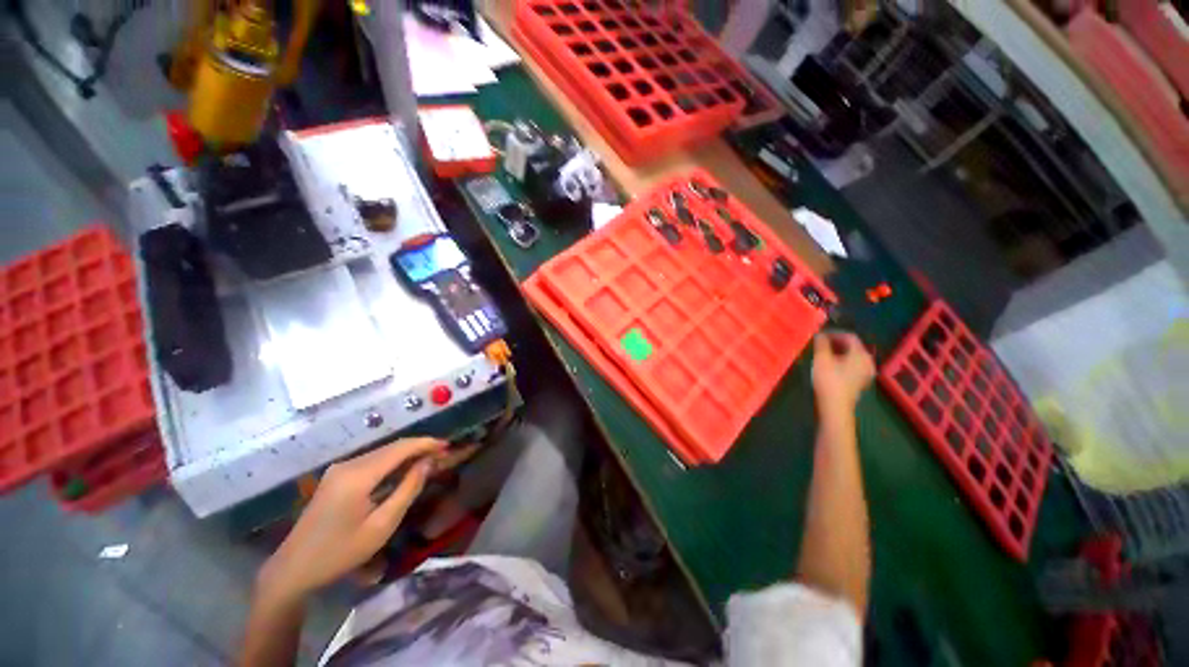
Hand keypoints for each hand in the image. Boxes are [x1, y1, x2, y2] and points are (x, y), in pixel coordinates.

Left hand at [258, 437, 447, 601]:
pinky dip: (393, 461)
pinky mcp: (337, 476)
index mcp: (358, 476)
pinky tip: (404, 469)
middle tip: (443, 454)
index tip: (448, 446)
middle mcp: (348, 465)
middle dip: (419, 447)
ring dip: (407, 453)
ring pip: (382, 452)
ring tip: (430, 460)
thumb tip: (428, 463)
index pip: (400, 448)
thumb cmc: (340, 553)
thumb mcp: (381, 526)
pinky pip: (372, 461)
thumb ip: (407, 490)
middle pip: (392, 447)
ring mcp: (339, 469)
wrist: (293, 569)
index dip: (426, 443)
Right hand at [811, 331, 874, 414]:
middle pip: (853, 346)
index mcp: (861, 354)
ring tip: (823, 354)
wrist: (835, 406)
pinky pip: (853, 366)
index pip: (850, 337)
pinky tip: (831, 366)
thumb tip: (820, 334)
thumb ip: (821, 343)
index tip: (820, 335)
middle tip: (821, 343)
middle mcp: (867, 362)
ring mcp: (866, 373)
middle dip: (836, 343)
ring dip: (839, 352)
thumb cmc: (829, 380)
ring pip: (852, 357)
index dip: (834, 333)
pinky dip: (842, 362)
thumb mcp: (821, 358)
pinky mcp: (860, 382)